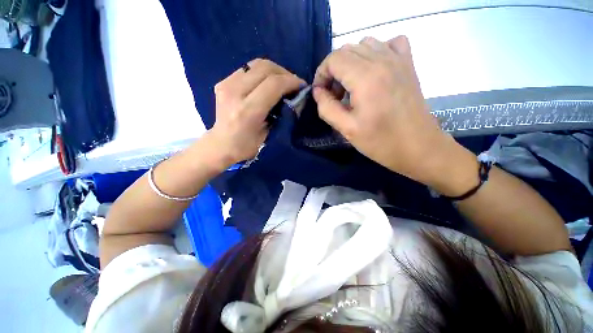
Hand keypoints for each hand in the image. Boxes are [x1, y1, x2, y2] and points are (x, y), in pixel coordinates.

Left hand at [206, 59, 305, 168]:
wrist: (220, 144)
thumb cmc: (246, 146)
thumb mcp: (268, 134)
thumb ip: (281, 114)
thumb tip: (295, 99)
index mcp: (247, 110)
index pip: (273, 84)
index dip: (291, 81)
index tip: (302, 86)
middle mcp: (235, 92)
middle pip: (265, 68)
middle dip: (285, 73)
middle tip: (294, 84)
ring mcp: (226, 84)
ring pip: (257, 64)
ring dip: (274, 71)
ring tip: (283, 82)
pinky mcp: (224, 81)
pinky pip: (248, 69)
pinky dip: (263, 73)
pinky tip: (267, 83)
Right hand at [313, 36, 469, 186]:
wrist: (419, 147)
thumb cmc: (381, 142)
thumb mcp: (347, 130)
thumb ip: (327, 108)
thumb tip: (318, 92)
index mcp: (366, 78)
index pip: (334, 59)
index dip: (321, 74)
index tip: (321, 93)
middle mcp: (383, 61)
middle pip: (347, 50)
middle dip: (333, 70)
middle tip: (334, 95)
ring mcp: (399, 60)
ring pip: (365, 44)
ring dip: (351, 62)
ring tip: (351, 86)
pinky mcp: (408, 65)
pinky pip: (389, 44)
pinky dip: (376, 52)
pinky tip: (373, 71)